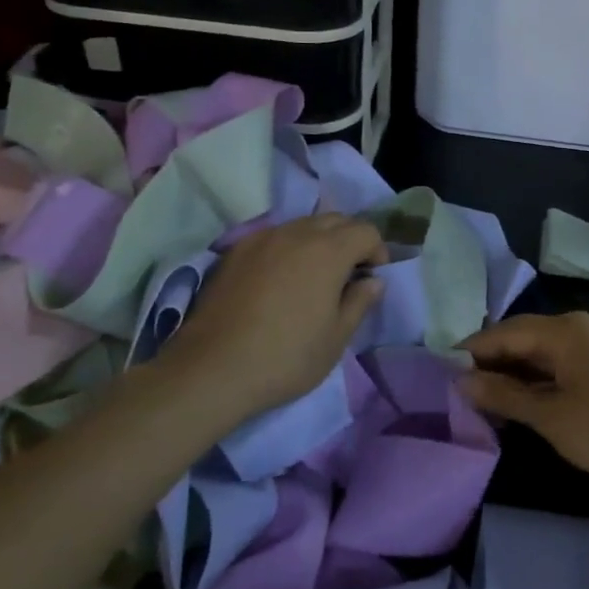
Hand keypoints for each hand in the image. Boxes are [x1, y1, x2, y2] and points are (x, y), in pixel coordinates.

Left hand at [171, 215, 386, 418]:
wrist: (212, 369)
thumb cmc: (286, 357)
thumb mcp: (336, 339)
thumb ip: (360, 302)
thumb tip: (373, 281)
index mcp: (328, 251)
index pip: (366, 231)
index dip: (377, 252)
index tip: (371, 280)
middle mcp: (297, 232)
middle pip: (336, 219)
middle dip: (350, 240)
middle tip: (347, 276)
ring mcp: (262, 238)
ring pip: (303, 224)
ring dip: (318, 241)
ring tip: (312, 277)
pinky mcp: (236, 250)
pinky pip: (274, 236)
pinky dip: (287, 248)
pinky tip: (278, 280)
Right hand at [459, 312, 588, 489]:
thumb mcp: (550, 416)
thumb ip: (504, 396)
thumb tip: (461, 380)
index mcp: (563, 331)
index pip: (504, 332)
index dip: (472, 351)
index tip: (443, 371)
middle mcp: (577, 327)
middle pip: (523, 337)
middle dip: (492, 361)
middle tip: (461, 387)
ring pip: (541, 350)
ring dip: (514, 371)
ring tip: (486, 397)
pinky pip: (560, 360)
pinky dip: (537, 376)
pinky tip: (523, 399)